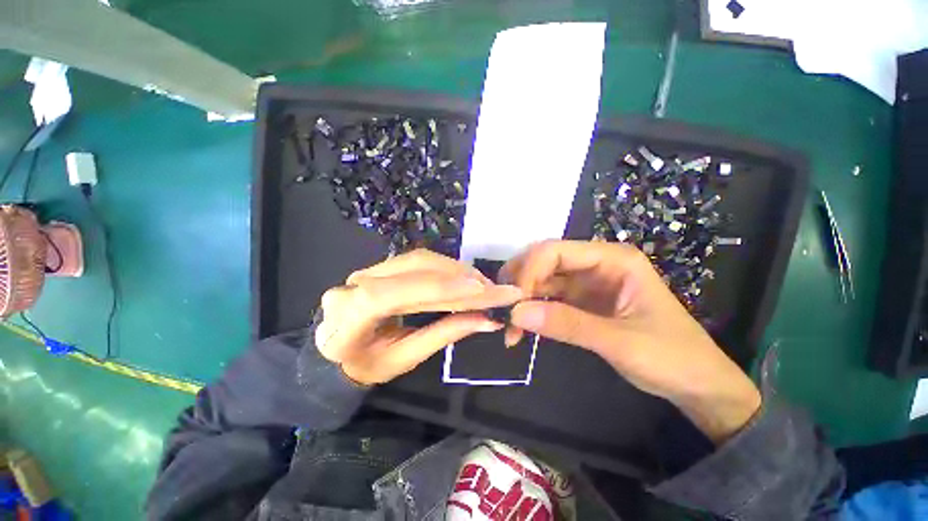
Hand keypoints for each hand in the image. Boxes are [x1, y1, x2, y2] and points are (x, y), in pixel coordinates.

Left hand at [316, 249, 523, 384]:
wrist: (335, 350)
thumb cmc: (365, 366)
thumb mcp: (403, 360)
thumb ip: (443, 336)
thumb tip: (487, 320)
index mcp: (348, 316)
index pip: (394, 294)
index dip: (438, 288)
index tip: (479, 289)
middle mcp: (355, 283)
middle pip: (414, 268)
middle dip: (459, 277)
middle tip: (494, 289)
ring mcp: (368, 269)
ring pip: (420, 260)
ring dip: (456, 271)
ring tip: (484, 285)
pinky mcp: (382, 266)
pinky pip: (420, 262)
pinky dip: (447, 269)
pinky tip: (466, 278)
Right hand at [501, 240, 760, 442]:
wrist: (696, 384)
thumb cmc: (671, 357)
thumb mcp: (620, 341)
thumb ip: (567, 324)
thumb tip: (516, 314)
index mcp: (612, 259)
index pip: (555, 251)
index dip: (528, 271)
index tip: (512, 303)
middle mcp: (595, 264)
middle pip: (543, 261)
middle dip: (519, 283)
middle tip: (502, 310)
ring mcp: (586, 282)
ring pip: (541, 280)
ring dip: (522, 299)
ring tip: (508, 325)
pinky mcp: (581, 301)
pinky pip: (548, 298)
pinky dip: (531, 310)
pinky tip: (521, 327)